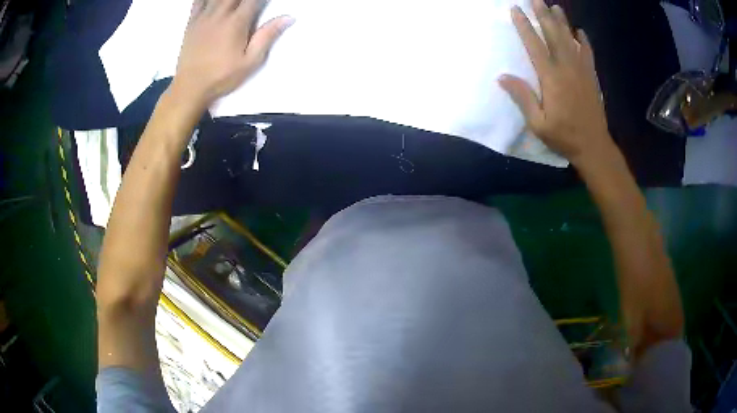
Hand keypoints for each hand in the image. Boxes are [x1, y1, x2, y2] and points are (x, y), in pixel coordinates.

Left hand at [173, 0, 293, 106]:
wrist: (190, 88)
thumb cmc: (221, 77)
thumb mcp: (250, 62)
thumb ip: (267, 36)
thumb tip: (288, 17)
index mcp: (237, 22)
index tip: (265, 1)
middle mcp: (220, 14)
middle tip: (250, 3)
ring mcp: (203, 17)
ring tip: (234, 3)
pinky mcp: (191, 23)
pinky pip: (198, 1)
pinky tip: (213, 0)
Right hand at [499, 0, 612, 166]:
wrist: (594, 146)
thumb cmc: (564, 136)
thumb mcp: (538, 123)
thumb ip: (522, 97)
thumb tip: (502, 76)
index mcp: (551, 78)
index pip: (535, 45)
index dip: (524, 26)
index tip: (515, 10)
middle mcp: (567, 68)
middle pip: (554, 36)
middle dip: (543, 16)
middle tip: (536, 0)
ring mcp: (582, 71)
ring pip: (571, 41)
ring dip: (562, 22)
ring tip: (555, 7)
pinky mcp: (591, 78)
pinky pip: (588, 54)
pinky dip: (584, 41)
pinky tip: (580, 32)